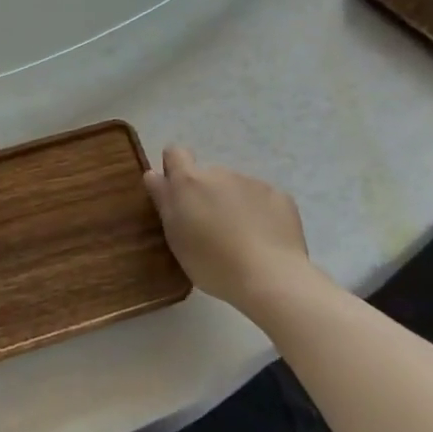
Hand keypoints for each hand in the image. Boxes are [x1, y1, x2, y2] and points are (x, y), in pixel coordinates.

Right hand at [144, 146, 316, 313]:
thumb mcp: (176, 237)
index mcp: (190, 182)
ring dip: (233, 204)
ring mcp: (252, 182)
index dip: (174, 168)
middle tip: (211, 229)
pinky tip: (265, 240)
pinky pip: (263, 199)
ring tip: (241, 239)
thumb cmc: (213, 263)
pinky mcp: (279, 196)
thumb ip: (164, 201)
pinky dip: (261, 213)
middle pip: (207, 176)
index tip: (178, 194)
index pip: (175, 153)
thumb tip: (153, 174)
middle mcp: (219, 173)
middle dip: (207, 195)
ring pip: (235, 188)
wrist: (271, 278)